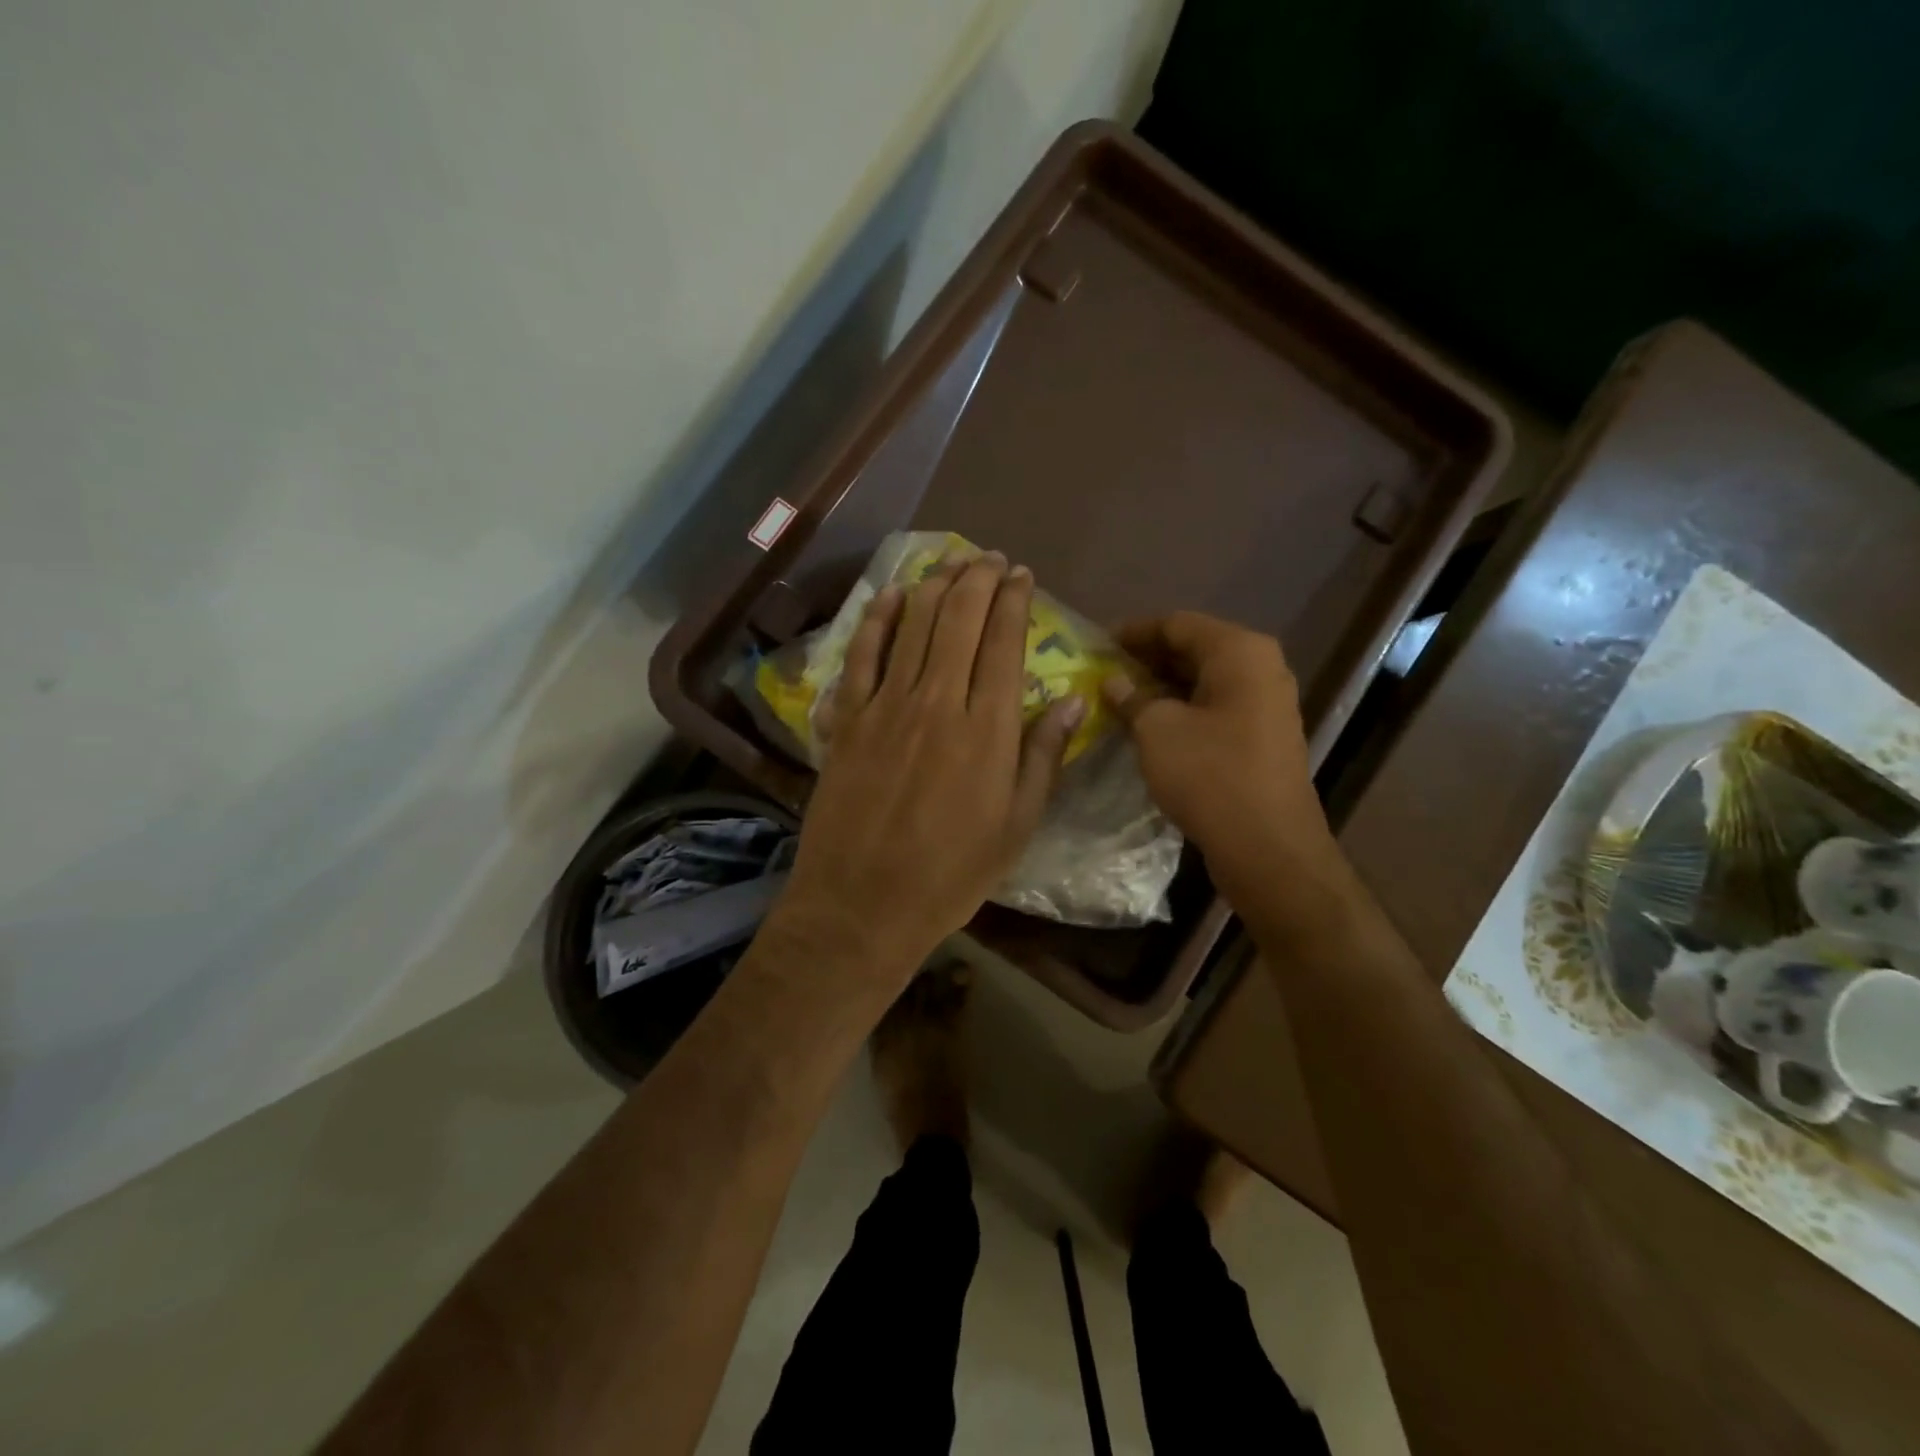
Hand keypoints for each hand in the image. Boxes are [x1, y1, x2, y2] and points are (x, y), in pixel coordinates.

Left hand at [776, 553, 1081, 976]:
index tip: (1023, 575)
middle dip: (978, 580)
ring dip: (934, 586)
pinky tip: (889, 595)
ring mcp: (885, 707)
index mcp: (987, 730)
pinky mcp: (846, 720)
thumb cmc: (951, 874)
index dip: (1014, 601)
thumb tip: (1075, 701)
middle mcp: (937, 702)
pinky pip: (861, 655)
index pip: (1004, 643)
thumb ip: (1043, 757)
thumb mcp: (1017, 826)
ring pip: (912, 626)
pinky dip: (876, 619)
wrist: (862, 904)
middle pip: (959, 620)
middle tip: (991, 558)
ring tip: (952, 563)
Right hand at [1102, 612, 1336, 900]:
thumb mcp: (1157, 730)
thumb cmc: (1210, 775)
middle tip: (1103, 670)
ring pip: (1204, 681)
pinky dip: (1182, 709)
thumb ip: (1132, 697)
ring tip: (1118, 697)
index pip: (1177, 624)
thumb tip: (1114, 681)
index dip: (1133, 632)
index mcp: (1239, 652)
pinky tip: (1148, 724)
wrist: (1268, 847)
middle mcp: (1260, 668)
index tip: (1096, 643)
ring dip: (1162, 686)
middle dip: (1147, 659)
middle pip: (1194, 649)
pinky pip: (1215, 707)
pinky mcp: (1262, 736)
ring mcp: (1266, 703)